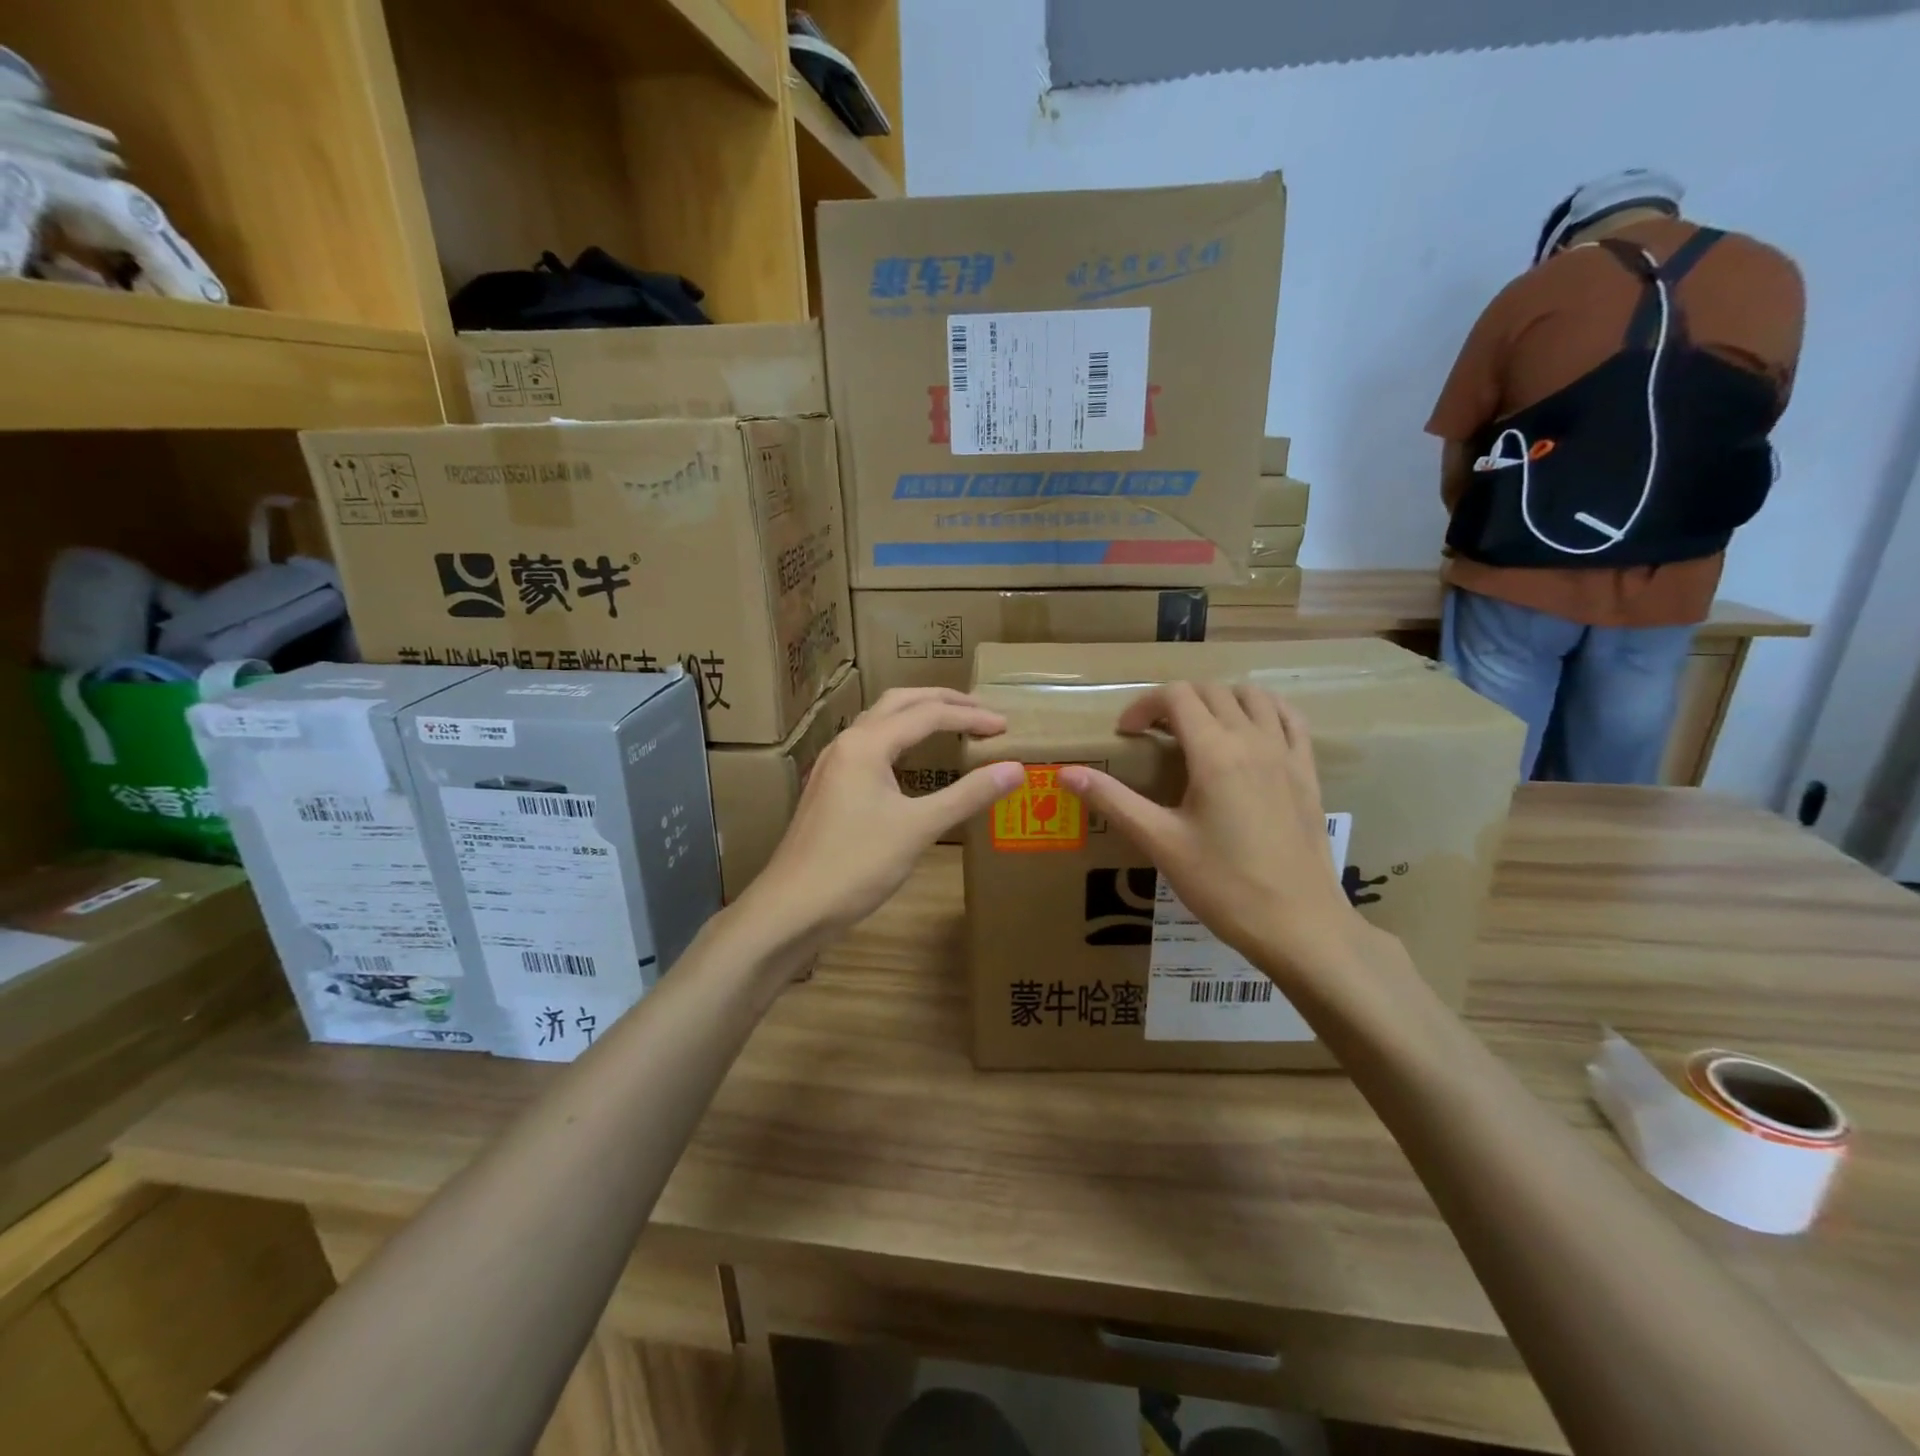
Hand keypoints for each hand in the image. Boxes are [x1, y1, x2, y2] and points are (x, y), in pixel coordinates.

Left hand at [740, 688, 1022, 949]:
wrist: (791, 907)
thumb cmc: (856, 866)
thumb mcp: (918, 828)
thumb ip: (968, 795)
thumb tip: (1015, 768)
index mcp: (866, 744)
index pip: (928, 714)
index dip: (970, 717)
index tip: (1005, 727)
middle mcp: (847, 743)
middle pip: (899, 702)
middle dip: (942, 701)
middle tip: (981, 711)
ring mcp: (833, 765)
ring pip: (880, 721)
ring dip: (917, 715)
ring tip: (952, 723)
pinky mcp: (829, 786)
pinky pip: (869, 744)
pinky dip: (899, 738)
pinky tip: (911, 759)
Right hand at [1058, 683, 1368, 989]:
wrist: (1299, 925)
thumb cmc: (1224, 886)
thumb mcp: (1161, 842)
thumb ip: (1114, 801)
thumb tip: (1066, 773)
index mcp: (1215, 752)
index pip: (1176, 696)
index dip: (1143, 705)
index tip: (1126, 734)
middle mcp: (1253, 740)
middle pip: (1211, 691)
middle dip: (1175, 702)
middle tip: (1153, 735)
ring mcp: (1287, 754)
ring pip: (1253, 696)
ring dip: (1219, 699)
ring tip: (1198, 729)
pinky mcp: (1307, 773)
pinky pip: (1290, 719)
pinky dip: (1265, 710)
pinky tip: (1250, 732)